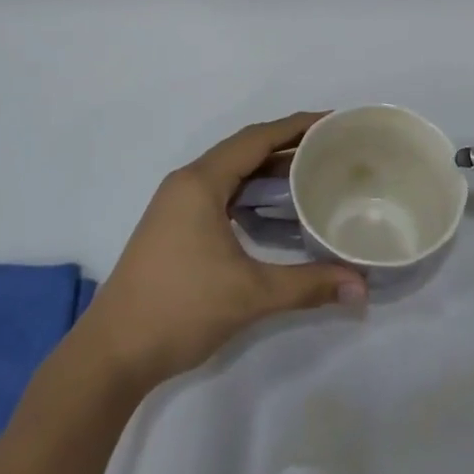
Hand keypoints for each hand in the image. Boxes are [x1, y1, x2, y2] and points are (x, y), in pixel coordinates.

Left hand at [69, 113, 366, 389]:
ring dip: (267, 168)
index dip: (295, 126)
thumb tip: (362, 286)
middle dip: (286, 144)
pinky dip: (250, 190)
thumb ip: (308, 285)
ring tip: (311, 171)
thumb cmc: (180, 309)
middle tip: (330, 146)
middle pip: (244, 149)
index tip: (331, 120)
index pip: (256, 138)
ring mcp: (176, 204)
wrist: (112, 353)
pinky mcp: (174, 225)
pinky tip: (274, 207)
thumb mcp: (250, 295)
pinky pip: (220, 191)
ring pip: (231, 171)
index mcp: (201, 182)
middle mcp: (187, 182)